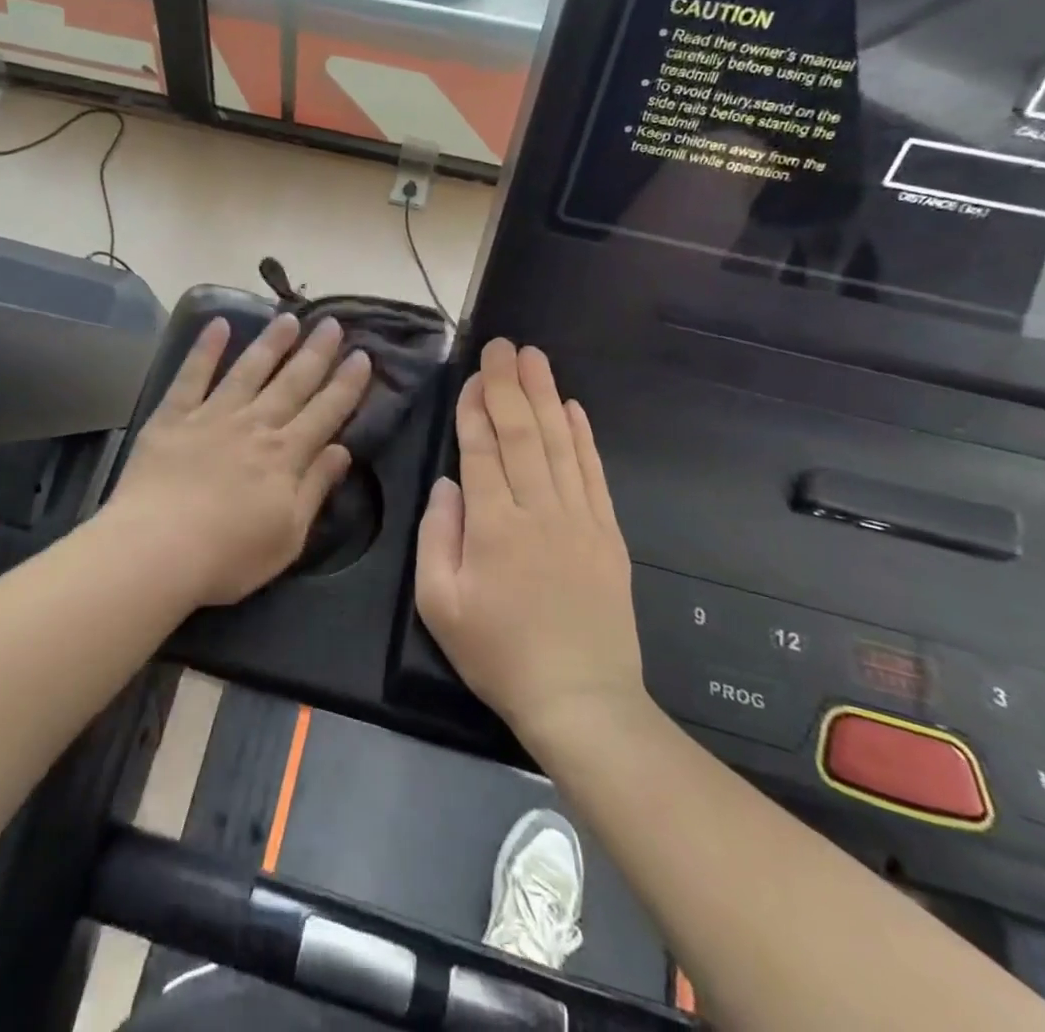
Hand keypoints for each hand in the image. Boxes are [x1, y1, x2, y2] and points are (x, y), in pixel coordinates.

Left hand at [110, 314, 370, 606]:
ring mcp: (212, 416)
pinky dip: (206, 348)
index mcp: (285, 456)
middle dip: (316, 353)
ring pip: (249, 370)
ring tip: (288, 318)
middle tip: (332, 323)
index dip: (346, 384)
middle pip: (292, 383)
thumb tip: (342, 450)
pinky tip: (218, 324)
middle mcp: (255, 425)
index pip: (325, 412)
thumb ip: (315, 488)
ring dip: (271, 343)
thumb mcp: (289, 535)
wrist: (157, 549)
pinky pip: (192, 375)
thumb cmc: (228, 555)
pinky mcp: (173, 417)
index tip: (362, 355)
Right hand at [414, 339, 647, 742]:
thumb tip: (447, 484)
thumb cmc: (498, 654)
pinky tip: (573, 408)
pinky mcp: (608, 534)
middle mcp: (539, 510)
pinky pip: (593, 473)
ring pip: (560, 443)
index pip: (482, 450)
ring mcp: (579, 519)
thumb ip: (437, 537)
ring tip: (535, 358)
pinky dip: (583, 436)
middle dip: (509, 384)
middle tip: (503, 345)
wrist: (581, 700)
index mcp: (493, 526)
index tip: (473, 374)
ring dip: (546, 396)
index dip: (476, 408)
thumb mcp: (440, 605)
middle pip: (522, 434)